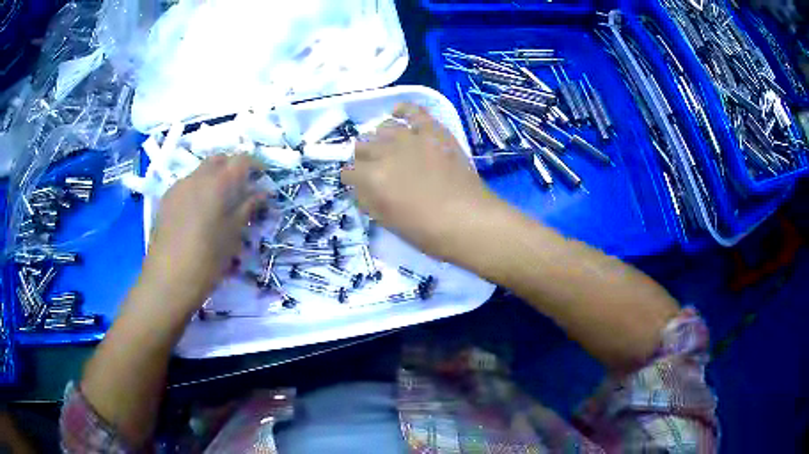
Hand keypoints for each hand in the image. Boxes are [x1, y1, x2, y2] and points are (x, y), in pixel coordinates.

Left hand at [140, 154, 264, 318]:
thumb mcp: (233, 235)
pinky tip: (199, 212)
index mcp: (219, 182)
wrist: (168, 280)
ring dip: (214, 178)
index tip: (262, 179)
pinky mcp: (166, 199)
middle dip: (232, 168)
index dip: (255, 165)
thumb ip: (247, 208)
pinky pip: (187, 184)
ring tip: (219, 202)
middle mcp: (197, 176)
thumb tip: (261, 192)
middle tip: (241, 189)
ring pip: (201, 171)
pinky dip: (198, 189)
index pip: (242, 159)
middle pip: (219, 159)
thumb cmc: (207, 260)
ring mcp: (179, 186)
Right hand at [341, 103, 496, 257]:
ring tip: (387, 148)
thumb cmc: (427, 231)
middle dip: (363, 159)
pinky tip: (397, 113)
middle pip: (362, 146)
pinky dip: (402, 110)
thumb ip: (367, 201)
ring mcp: (410, 137)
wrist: (468, 219)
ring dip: (380, 139)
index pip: (348, 171)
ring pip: (383, 128)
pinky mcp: (433, 131)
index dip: (351, 179)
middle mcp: (385, 152)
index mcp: (371, 178)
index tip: (358, 185)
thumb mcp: (387, 222)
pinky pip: (413, 110)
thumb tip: (359, 188)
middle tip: (374, 170)